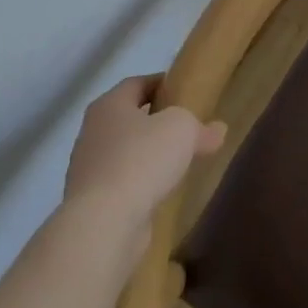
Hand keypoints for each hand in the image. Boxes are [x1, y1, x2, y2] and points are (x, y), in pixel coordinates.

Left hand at [63, 75, 225, 238]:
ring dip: (150, 155)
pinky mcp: (93, 203)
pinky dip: (142, 182)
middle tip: (187, 125)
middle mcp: (93, 132)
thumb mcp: (183, 129)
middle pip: (130, 118)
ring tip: (180, 160)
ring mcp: (89, 170)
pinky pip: (124, 183)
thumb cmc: (142, 159)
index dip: (162, 83)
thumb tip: (218, 130)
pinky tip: (164, 190)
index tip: (185, 91)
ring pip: (126, 152)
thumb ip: (201, 127)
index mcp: (109, 105)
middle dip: (157, 121)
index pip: (137, 83)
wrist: (104, 224)